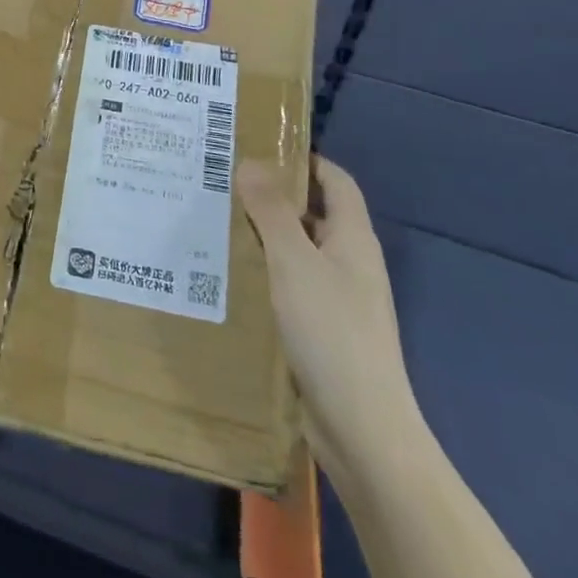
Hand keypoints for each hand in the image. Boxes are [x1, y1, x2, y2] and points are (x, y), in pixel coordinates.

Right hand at [238, 156, 418, 469]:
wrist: (362, 429)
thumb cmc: (332, 333)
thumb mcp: (294, 262)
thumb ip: (271, 212)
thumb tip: (251, 162)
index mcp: (353, 239)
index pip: (335, 181)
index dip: (303, 159)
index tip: (257, 147)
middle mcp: (349, 263)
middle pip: (313, 214)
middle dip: (273, 196)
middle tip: (222, 182)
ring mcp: (337, 299)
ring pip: (298, 251)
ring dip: (264, 235)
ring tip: (215, 222)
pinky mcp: (321, 330)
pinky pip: (290, 285)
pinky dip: (264, 272)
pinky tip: (230, 276)